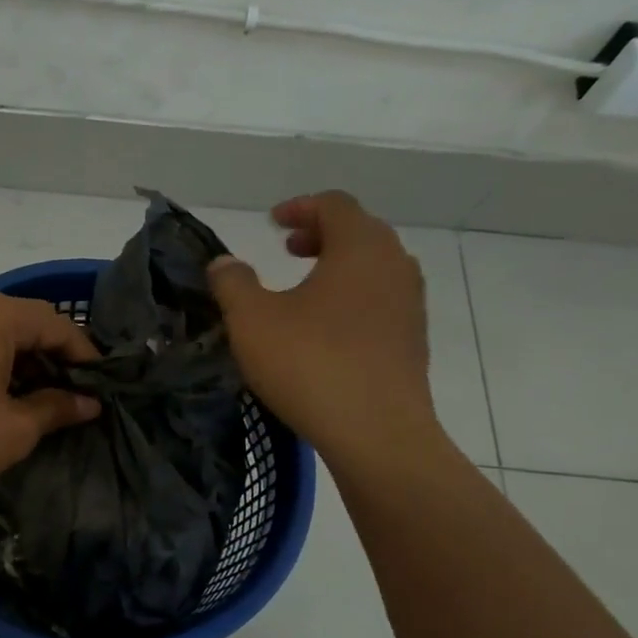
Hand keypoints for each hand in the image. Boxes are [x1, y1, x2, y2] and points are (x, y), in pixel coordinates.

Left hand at [0, 289, 102, 497]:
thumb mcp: (14, 428)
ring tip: (40, 404)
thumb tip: (89, 403)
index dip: (85, 357)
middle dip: (54, 360)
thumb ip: (56, 409)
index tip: (102, 389)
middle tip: (73, 398)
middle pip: (27, 324)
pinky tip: (0, 401)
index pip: (57, 326)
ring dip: (24, 365)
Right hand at [207, 192, 441, 466]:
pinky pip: (381, 300)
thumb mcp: (252, 321)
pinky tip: (327, 328)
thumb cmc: (310, 364)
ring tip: (306, 287)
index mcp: (360, 247)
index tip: (272, 223)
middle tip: (288, 249)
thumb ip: (233, 283)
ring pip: (374, 267)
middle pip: (360, 231)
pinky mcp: (413, 340)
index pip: (334, 205)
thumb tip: (224, 262)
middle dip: (321, 234)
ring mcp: (410, 304)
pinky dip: (353, 297)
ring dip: (339, 266)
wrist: (376, 432)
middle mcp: (394, 265)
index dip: (300, 207)